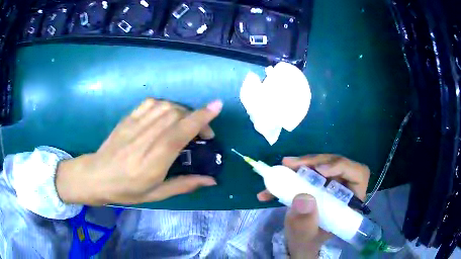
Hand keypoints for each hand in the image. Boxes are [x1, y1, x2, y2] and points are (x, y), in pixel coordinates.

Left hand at [56, 98, 222, 204]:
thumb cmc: (127, 190)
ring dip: (182, 111)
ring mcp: (135, 125)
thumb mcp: (156, 194)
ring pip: (165, 106)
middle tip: (201, 133)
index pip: (180, 132)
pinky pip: (150, 103)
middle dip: (195, 117)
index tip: (217, 106)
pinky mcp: (128, 118)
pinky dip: (165, 104)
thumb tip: (211, 180)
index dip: (200, 118)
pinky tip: (166, 115)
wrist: (97, 175)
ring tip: (185, 124)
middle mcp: (145, 138)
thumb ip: (184, 184)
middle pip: (175, 114)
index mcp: (153, 161)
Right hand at [257, 155, 369, 257]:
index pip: (358, 175)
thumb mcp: (305, 236)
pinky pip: (307, 170)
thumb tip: (303, 197)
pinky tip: (273, 184)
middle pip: (337, 164)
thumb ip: (305, 222)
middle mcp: (344, 188)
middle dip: (314, 162)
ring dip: (301, 165)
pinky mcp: (317, 182)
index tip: (320, 170)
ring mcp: (331, 184)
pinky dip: (290, 174)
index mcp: (350, 202)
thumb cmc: (307, 242)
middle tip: (291, 165)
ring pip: (321, 164)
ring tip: (282, 168)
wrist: (299, 242)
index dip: (342, 166)